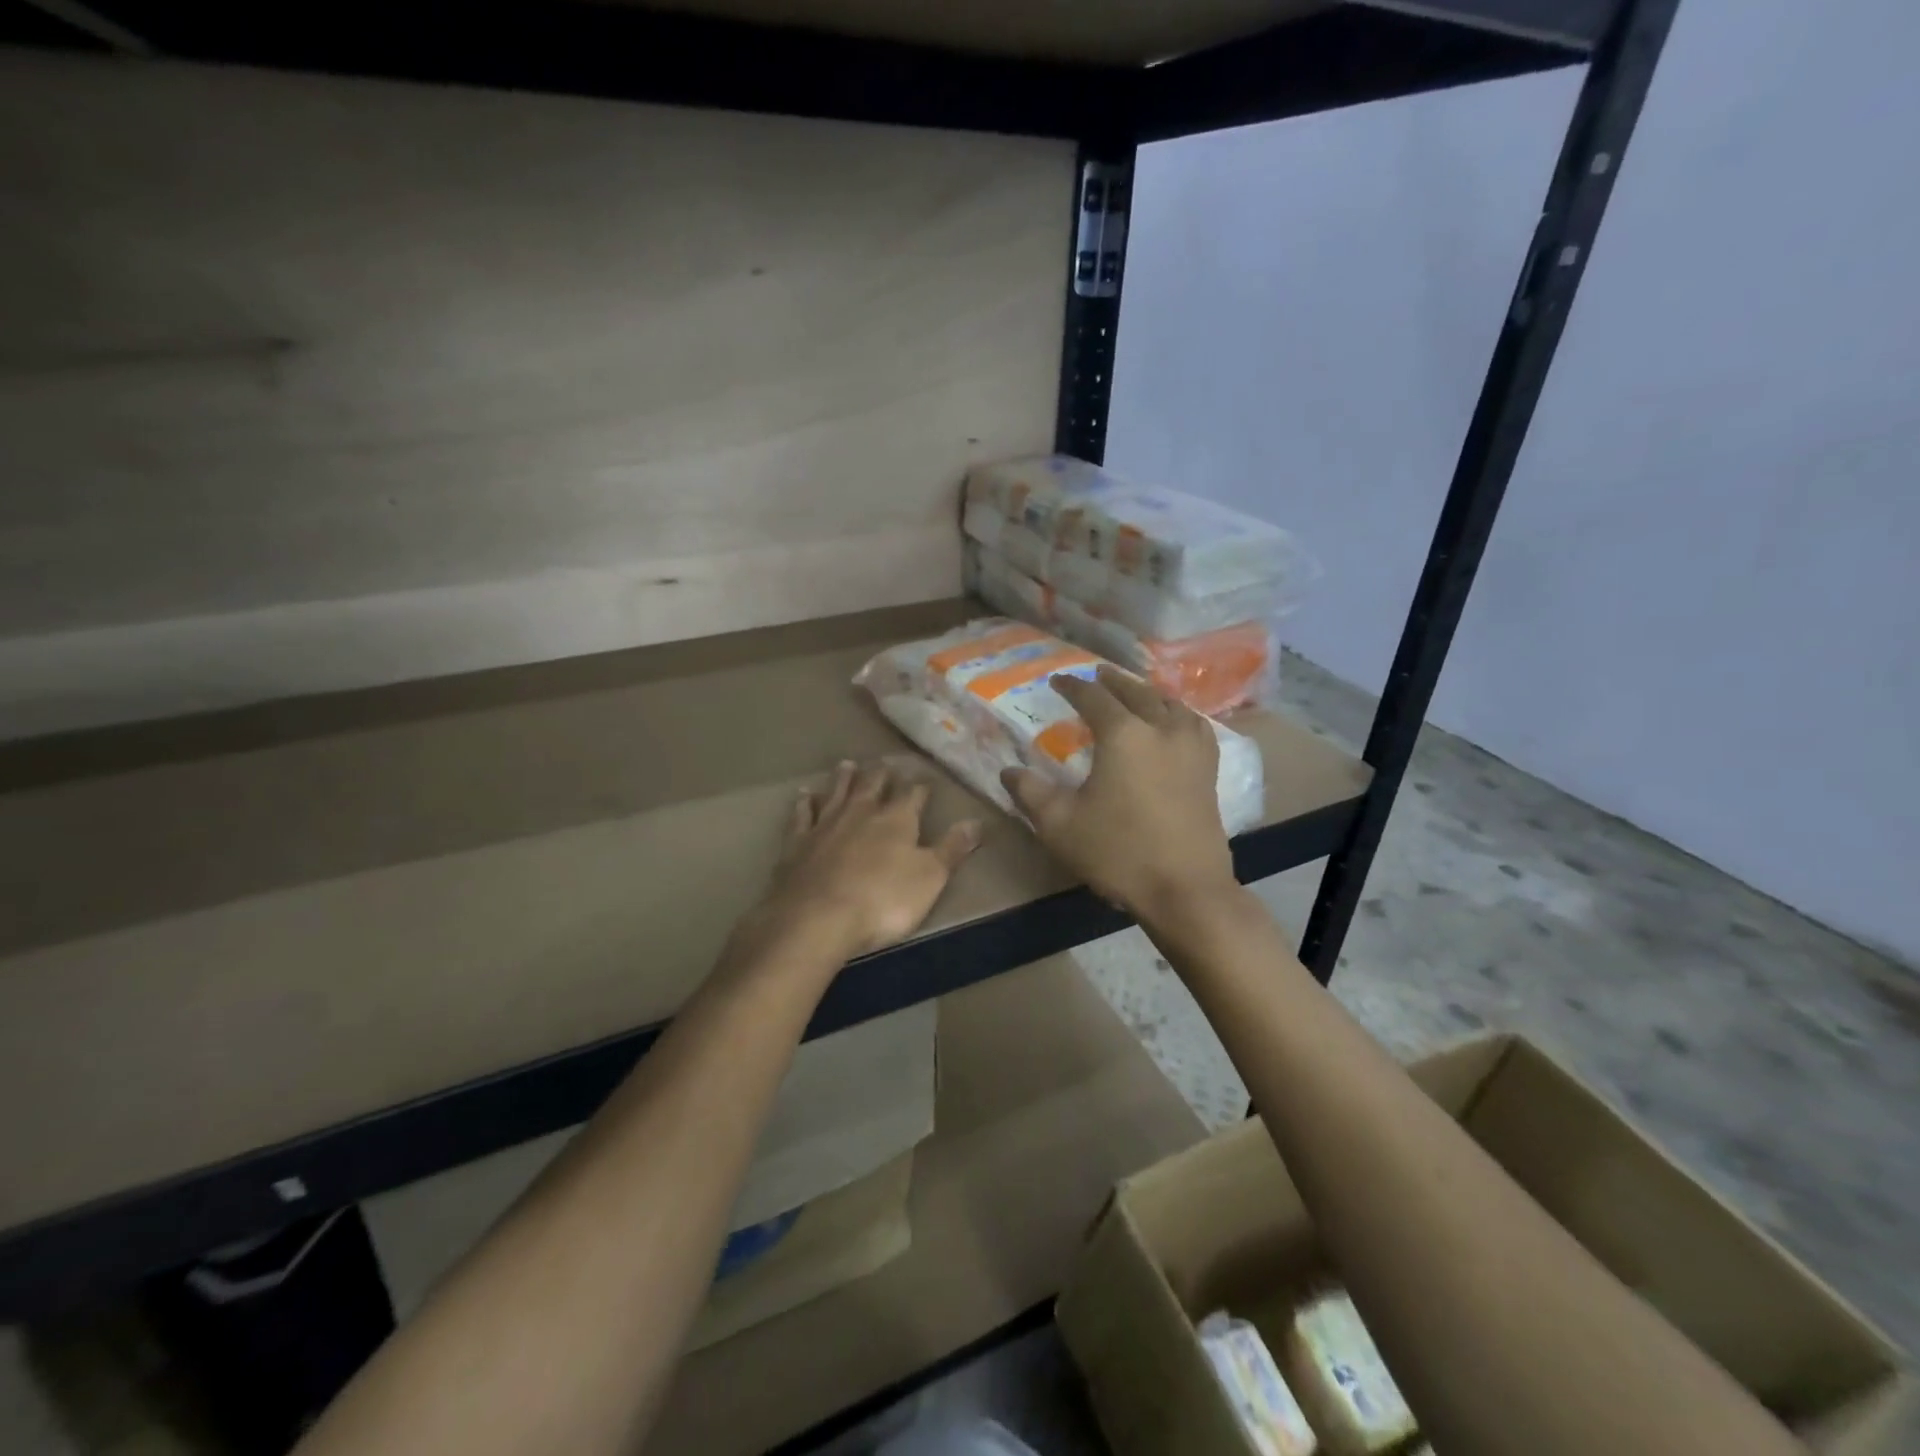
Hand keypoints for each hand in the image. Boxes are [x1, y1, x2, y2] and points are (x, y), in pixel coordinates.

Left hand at [749, 760, 981, 961]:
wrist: (817, 917)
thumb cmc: (883, 900)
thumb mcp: (930, 877)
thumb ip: (952, 848)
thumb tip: (977, 821)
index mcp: (896, 820)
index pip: (912, 795)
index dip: (920, 787)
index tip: (925, 779)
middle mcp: (861, 813)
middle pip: (872, 785)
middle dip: (881, 774)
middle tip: (885, 763)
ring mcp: (826, 824)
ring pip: (837, 792)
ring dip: (844, 778)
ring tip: (848, 764)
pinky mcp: (797, 842)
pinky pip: (802, 815)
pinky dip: (805, 803)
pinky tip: (805, 794)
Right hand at [1001, 667, 1236, 921]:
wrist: (1185, 890)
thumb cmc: (1118, 853)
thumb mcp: (1060, 825)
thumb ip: (1030, 793)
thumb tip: (1009, 772)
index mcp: (1124, 735)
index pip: (1094, 698)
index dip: (1073, 687)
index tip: (1058, 681)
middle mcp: (1161, 730)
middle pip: (1137, 693)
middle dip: (1114, 681)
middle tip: (1097, 674)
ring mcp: (1191, 749)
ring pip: (1171, 705)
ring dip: (1149, 693)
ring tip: (1136, 693)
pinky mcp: (1209, 771)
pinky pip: (1195, 726)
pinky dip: (1179, 714)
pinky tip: (1175, 725)